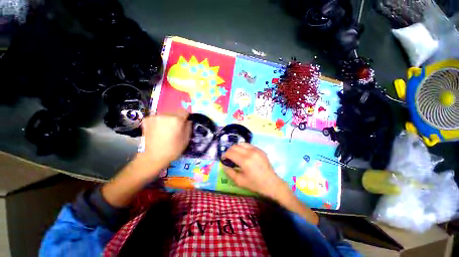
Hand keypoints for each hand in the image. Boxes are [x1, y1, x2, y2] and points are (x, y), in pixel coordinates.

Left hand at [140, 112, 191, 170]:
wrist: (153, 157)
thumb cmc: (172, 149)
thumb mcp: (186, 140)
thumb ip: (188, 127)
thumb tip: (188, 121)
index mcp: (176, 120)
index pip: (185, 112)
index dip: (186, 117)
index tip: (185, 124)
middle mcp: (165, 115)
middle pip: (175, 113)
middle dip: (177, 119)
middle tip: (176, 129)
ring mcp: (155, 117)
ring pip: (166, 115)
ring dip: (168, 120)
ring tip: (167, 130)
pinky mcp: (147, 120)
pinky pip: (158, 117)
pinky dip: (160, 122)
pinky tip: (158, 130)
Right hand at [222, 143, 286, 198]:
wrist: (272, 183)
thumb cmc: (255, 184)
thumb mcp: (240, 181)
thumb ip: (230, 173)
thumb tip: (224, 165)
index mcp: (244, 161)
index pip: (230, 153)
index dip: (224, 155)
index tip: (223, 159)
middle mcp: (250, 152)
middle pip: (235, 146)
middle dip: (229, 151)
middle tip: (228, 157)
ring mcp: (256, 149)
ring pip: (241, 144)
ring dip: (236, 148)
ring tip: (235, 154)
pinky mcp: (260, 149)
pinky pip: (248, 145)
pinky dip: (243, 147)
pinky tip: (244, 154)